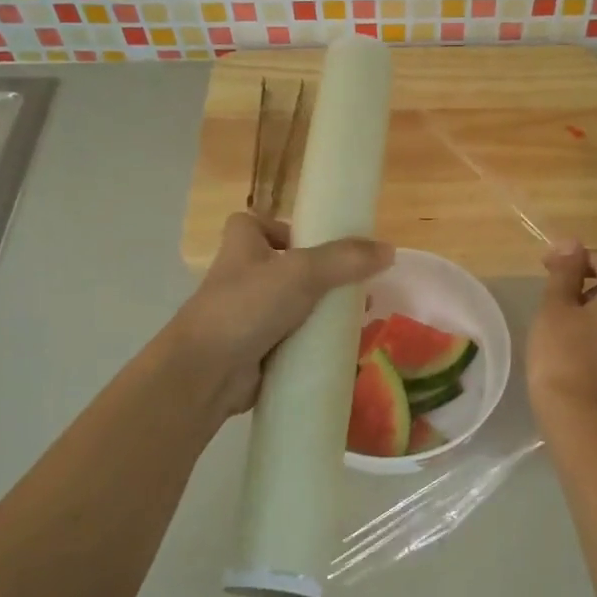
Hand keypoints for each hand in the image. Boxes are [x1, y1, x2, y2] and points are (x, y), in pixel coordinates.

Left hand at [166, 211, 392, 415]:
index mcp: (242, 247)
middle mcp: (242, 278)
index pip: (257, 224)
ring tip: (357, 318)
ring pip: (292, 307)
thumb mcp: (301, 272)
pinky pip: (292, 342)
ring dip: (321, 312)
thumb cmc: (248, 306)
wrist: (207, 372)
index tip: (315, 241)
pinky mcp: (256, 351)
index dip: (283, 228)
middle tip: (354, 285)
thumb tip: (389, 250)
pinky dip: (314, 344)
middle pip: (284, 268)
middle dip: (320, 277)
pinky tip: (341, 349)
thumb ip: (345, 259)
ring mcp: (247, 317)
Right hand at [528, 241, 596, 427]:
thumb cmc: (564, 356)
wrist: (586, 423)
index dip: (575, 258)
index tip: (546, 268)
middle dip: (589, 289)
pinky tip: (584, 364)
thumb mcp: (555, 308)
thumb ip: (564, 272)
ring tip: (567, 336)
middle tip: (555, 305)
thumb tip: (571, 243)